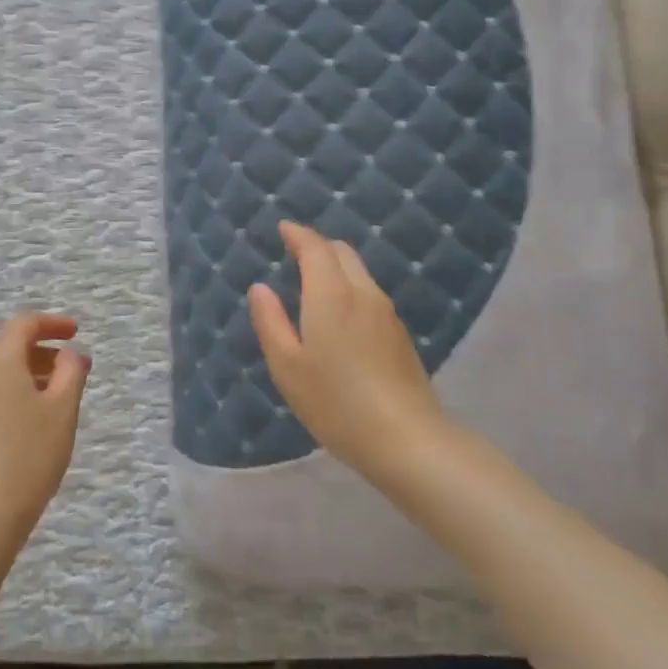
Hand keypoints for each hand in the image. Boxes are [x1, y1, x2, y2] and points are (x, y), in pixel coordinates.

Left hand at [0, 312, 91, 548]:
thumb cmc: (28, 455)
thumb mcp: (62, 410)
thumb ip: (70, 371)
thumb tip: (68, 354)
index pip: (25, 323)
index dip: (53, 324)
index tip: (76, 333)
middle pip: (9, 346)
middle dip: (43, 352)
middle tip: (73, 370)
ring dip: (27, 374)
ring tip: (55, 397)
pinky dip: (9, 393)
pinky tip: (28, 420)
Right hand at [247, 222, 447, 489]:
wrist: (407, 439)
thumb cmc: (335, 402)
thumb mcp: (287, 365)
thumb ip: (270, 321)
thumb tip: (261, 288)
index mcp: (331, 295)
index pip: (315, 248)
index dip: (298, 234)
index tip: (283, 228)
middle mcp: (363, 293)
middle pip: (342, 252)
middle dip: (317, 245)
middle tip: (294, 252)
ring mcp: (387, 313)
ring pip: (359, 271)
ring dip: (335, 265)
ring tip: (313, 280)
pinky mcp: (400, 334)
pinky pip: (370, 293)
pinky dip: (349, 286)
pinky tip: (339, 312)